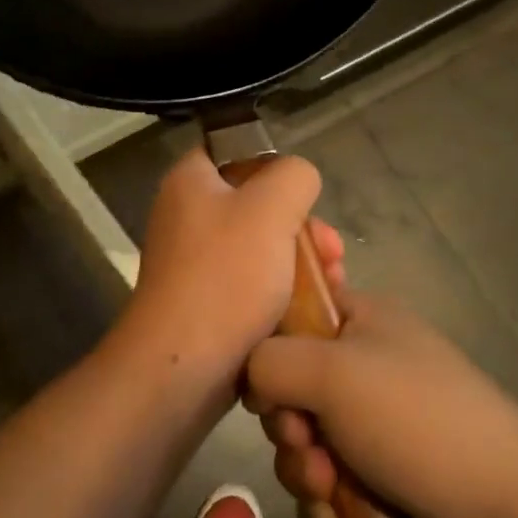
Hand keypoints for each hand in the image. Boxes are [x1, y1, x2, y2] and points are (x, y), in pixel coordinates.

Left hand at [121, 147, 343, 378]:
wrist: (182, 366)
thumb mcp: (271, 209)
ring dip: (301, 262)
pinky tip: (313, 312)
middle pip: (256, 203)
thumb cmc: (226, 276)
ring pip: (260, 247)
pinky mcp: (204, 301)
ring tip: (334, 285)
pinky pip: (250, 283)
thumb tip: (297, 179)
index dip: (272, 166)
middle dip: (303, 226)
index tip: (302, 195)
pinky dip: (281, 292)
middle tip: (333, 251)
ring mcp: (193, 261)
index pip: (232, 150)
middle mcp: (185, 215)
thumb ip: (293, 176)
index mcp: (189, 181)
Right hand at [246, 292, 517, 517]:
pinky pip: (329, 487)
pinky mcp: (387, 480)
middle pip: (292, 387)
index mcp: (363, 319)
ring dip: (306, 473)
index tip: (266, 381)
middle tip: (307, 445)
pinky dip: (327, 507)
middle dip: (289, 427)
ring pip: (306, 443)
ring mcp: (380, 426)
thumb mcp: (330, 371)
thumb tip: (254, 384)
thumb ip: (267, 362)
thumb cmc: (415, 421)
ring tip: (330, 492)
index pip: (295, 313)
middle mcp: (369, 366)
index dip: (270, 346)